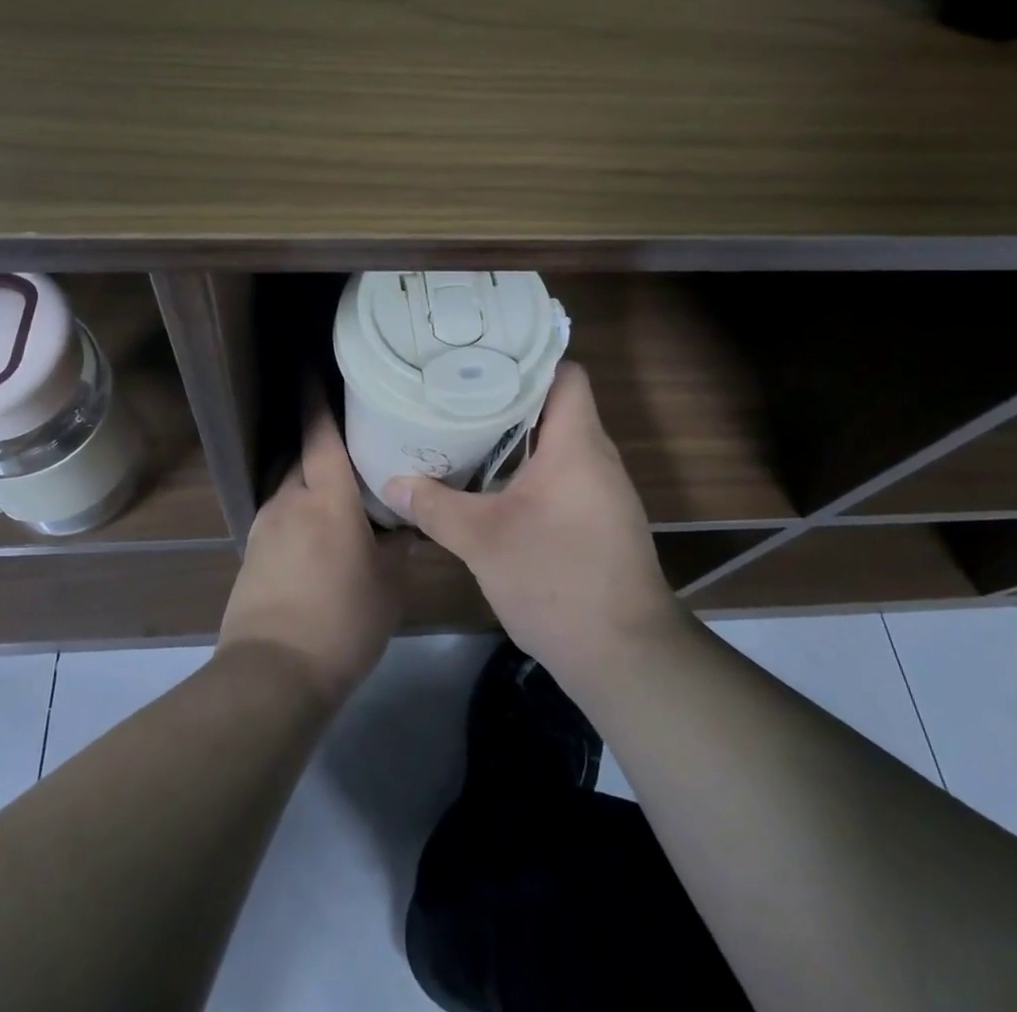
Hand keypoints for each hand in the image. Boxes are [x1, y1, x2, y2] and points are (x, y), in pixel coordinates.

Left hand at [217, 402, 408, 705]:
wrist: (273, 675)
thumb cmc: (343, 622)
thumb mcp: (389, 585)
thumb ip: (398, 546)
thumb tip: (407, 524)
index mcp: (327, 498)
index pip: (321, 433)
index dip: (315, 396)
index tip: (311, 365)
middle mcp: (289, 500)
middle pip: (302, 456)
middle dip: (321, 443)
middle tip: (353, 439)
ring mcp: (264, 527)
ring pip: (290, 487)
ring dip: (311, 482)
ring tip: (340, 494)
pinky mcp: (252, 554)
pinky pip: (280, 516)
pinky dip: (300, 514)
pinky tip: (318, 538)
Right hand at [383, 362, 684, 687]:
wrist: (624, 655)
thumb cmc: (556, 578)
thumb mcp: (483, 541)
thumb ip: (435, 507)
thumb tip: (392, 483)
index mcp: (577, 444)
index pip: (565, 374)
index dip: (528, 361)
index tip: (483, 361)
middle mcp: (598, 457)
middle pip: (558, 405)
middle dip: (510, 399)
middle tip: (460, 394)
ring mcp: (605, 491)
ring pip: (561, 443)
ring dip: (521, 438)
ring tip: (470, 432)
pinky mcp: (603, 519)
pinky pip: (567, 474)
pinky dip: (534, 470)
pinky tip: (498, 486)